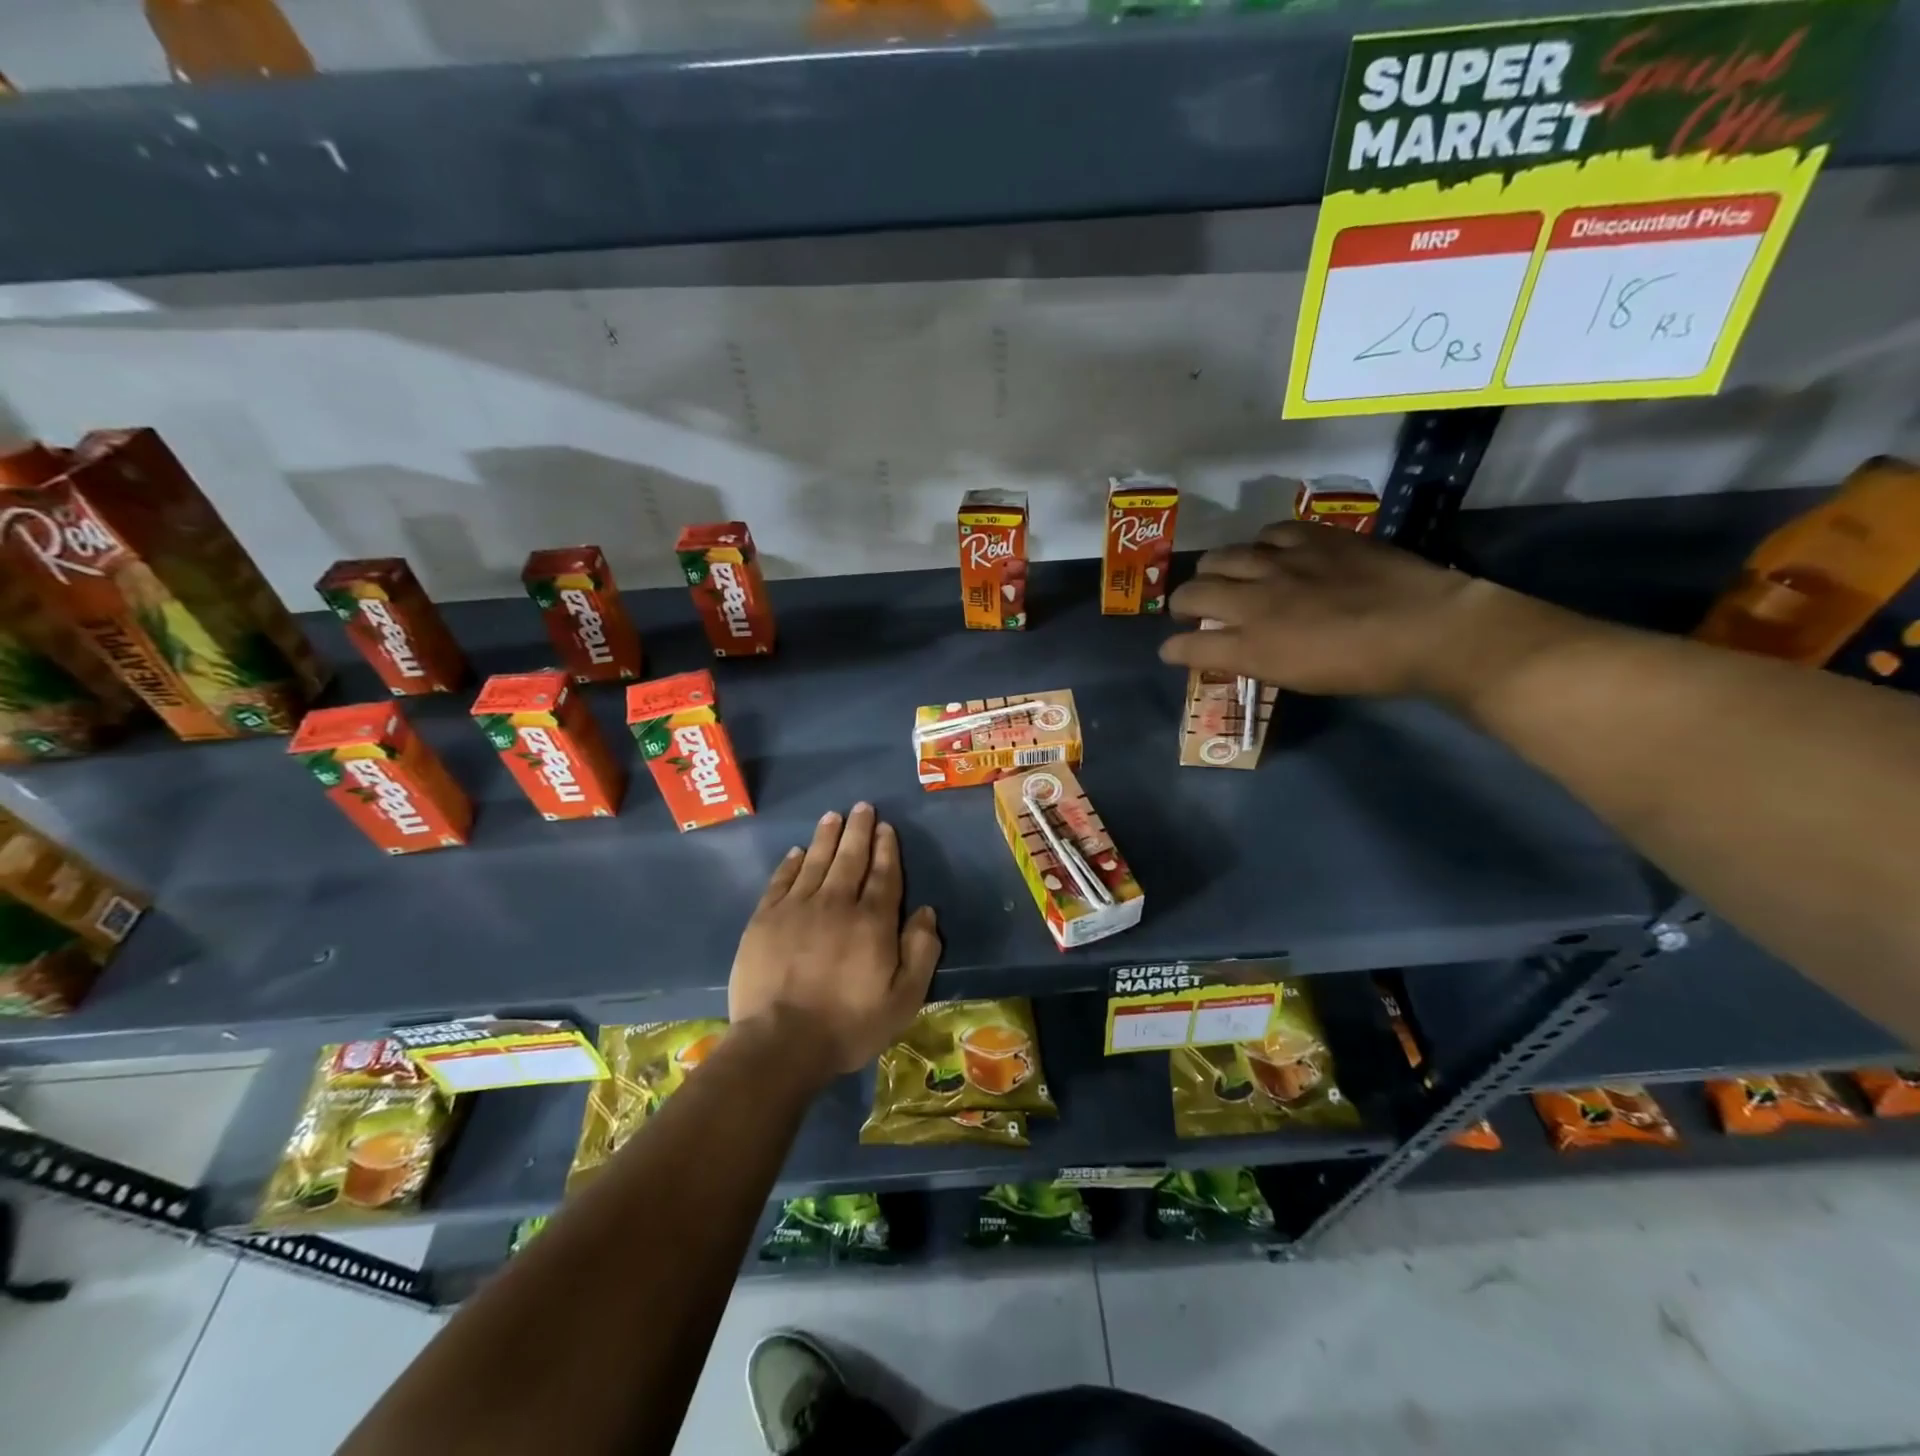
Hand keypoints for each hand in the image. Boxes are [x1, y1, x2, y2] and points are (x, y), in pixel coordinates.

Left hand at [730, 803, 940, 1082]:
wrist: (780, 1043)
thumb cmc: (848, 1025)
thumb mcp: (903, 999)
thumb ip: (921, 952)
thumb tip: (926, 912)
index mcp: (872, 921)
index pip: (884, 875)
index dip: (886, 849)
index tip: (886, 827)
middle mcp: (836, 903)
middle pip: (850, 858)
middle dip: (859, 830)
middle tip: (862, 807)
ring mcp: (797, 908)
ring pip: (815, 861)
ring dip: (826, 837)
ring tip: (833, 816)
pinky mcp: (765, 920)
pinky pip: (781, 881)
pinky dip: (791, 863)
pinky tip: (796, 852)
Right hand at [1159, 522, 1538, 699]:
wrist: (1426, 628)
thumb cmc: (1362, 668)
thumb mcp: (1298, 678)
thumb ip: (1254, 660)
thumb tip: (1229, 649)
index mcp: (1251, 644)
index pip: (1189, 644)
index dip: (1174, 648)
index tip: (1172, 650)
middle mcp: (1255, 599)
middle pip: (1192, 592)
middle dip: (1181, 603)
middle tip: (1192, 610)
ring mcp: (1282, 562)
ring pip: (1222, 555)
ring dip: (1214, 570)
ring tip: (1225, 576)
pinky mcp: (1312, 537)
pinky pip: (1268, 532)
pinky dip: (1260, 545)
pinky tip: (1271, 552)